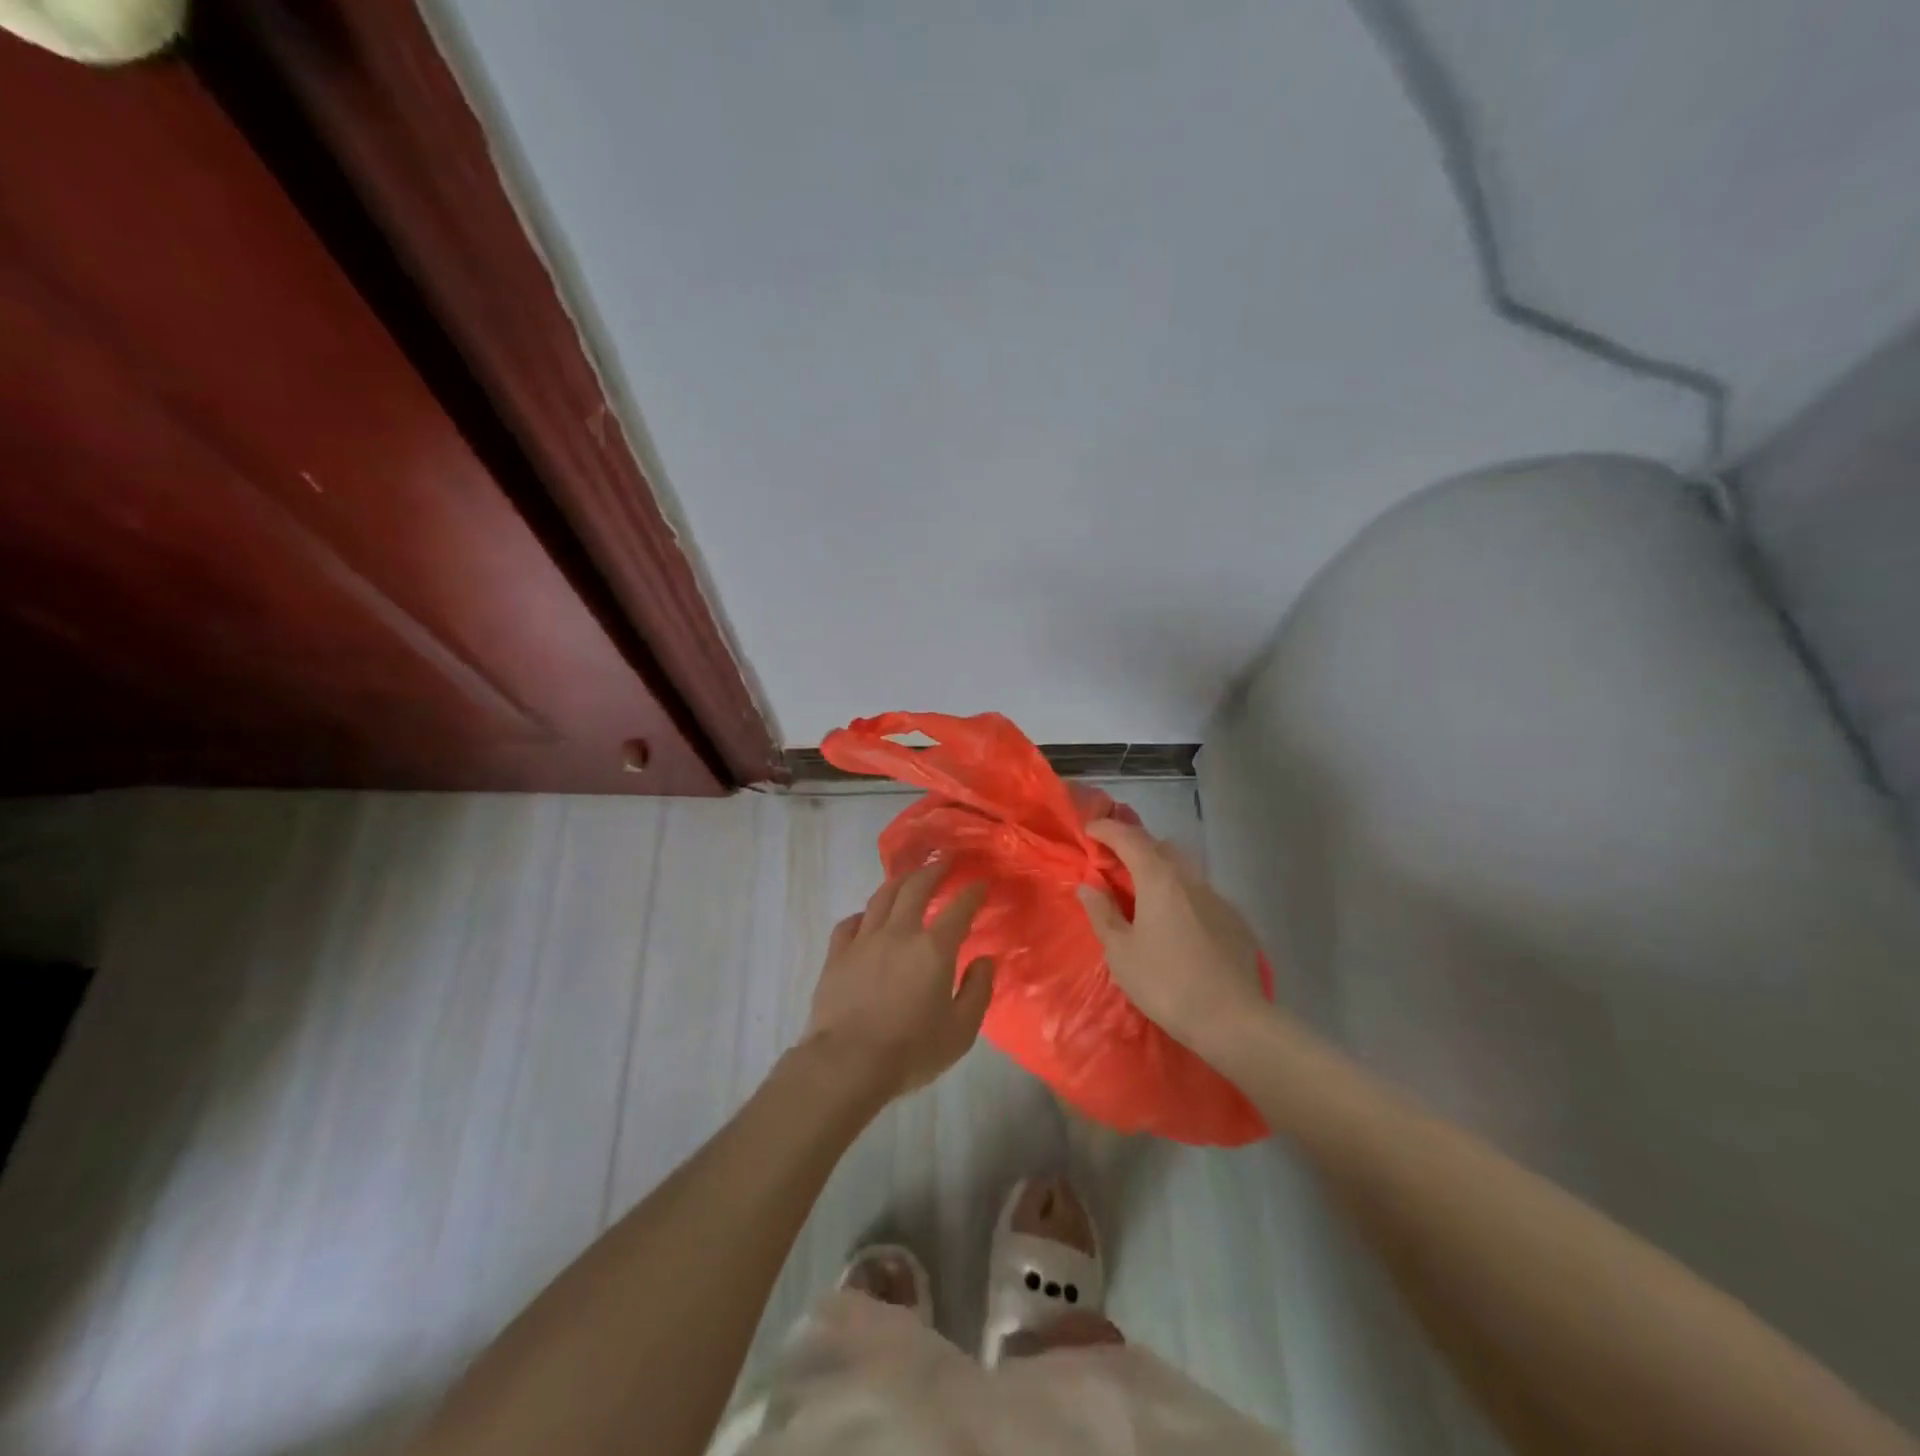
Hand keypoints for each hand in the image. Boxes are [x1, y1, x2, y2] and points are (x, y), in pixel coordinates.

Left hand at [801, 861, 994, 1103]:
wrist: (847, 1063)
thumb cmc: (911, 1050)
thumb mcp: (960, 1031)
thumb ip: (978, 991)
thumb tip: (985, 960)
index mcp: (934, 948)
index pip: (958, 908)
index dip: (972, 892)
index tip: (980, 883)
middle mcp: (899, 933)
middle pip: (916, 887)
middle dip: (933, 870)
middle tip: (944, 861)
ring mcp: (864, 940)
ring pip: (881, 897)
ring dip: (899, 882)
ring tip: (909, 877)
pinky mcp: (837, 955)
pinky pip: (850, 923)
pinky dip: (863, 915)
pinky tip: (867, 918)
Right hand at [1077, 819, 1268, 1055]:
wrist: (1233, 1020)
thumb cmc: (1166, 983)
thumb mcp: (1121, 952)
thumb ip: (1102, 913)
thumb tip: (1088, 885)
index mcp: (1159, 879)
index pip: (1129, 838)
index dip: (1106, 830)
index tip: (1089, 832)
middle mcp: (1190, 879)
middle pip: (1159, 847)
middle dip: (1134, 847)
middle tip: (1114, 864)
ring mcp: (1217, 898)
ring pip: (1183, 871)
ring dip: (1159, 872)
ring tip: (1143, 896)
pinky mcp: (1234, 920)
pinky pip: (1200, 895)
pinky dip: (1181, 897)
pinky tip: (1176, 925)